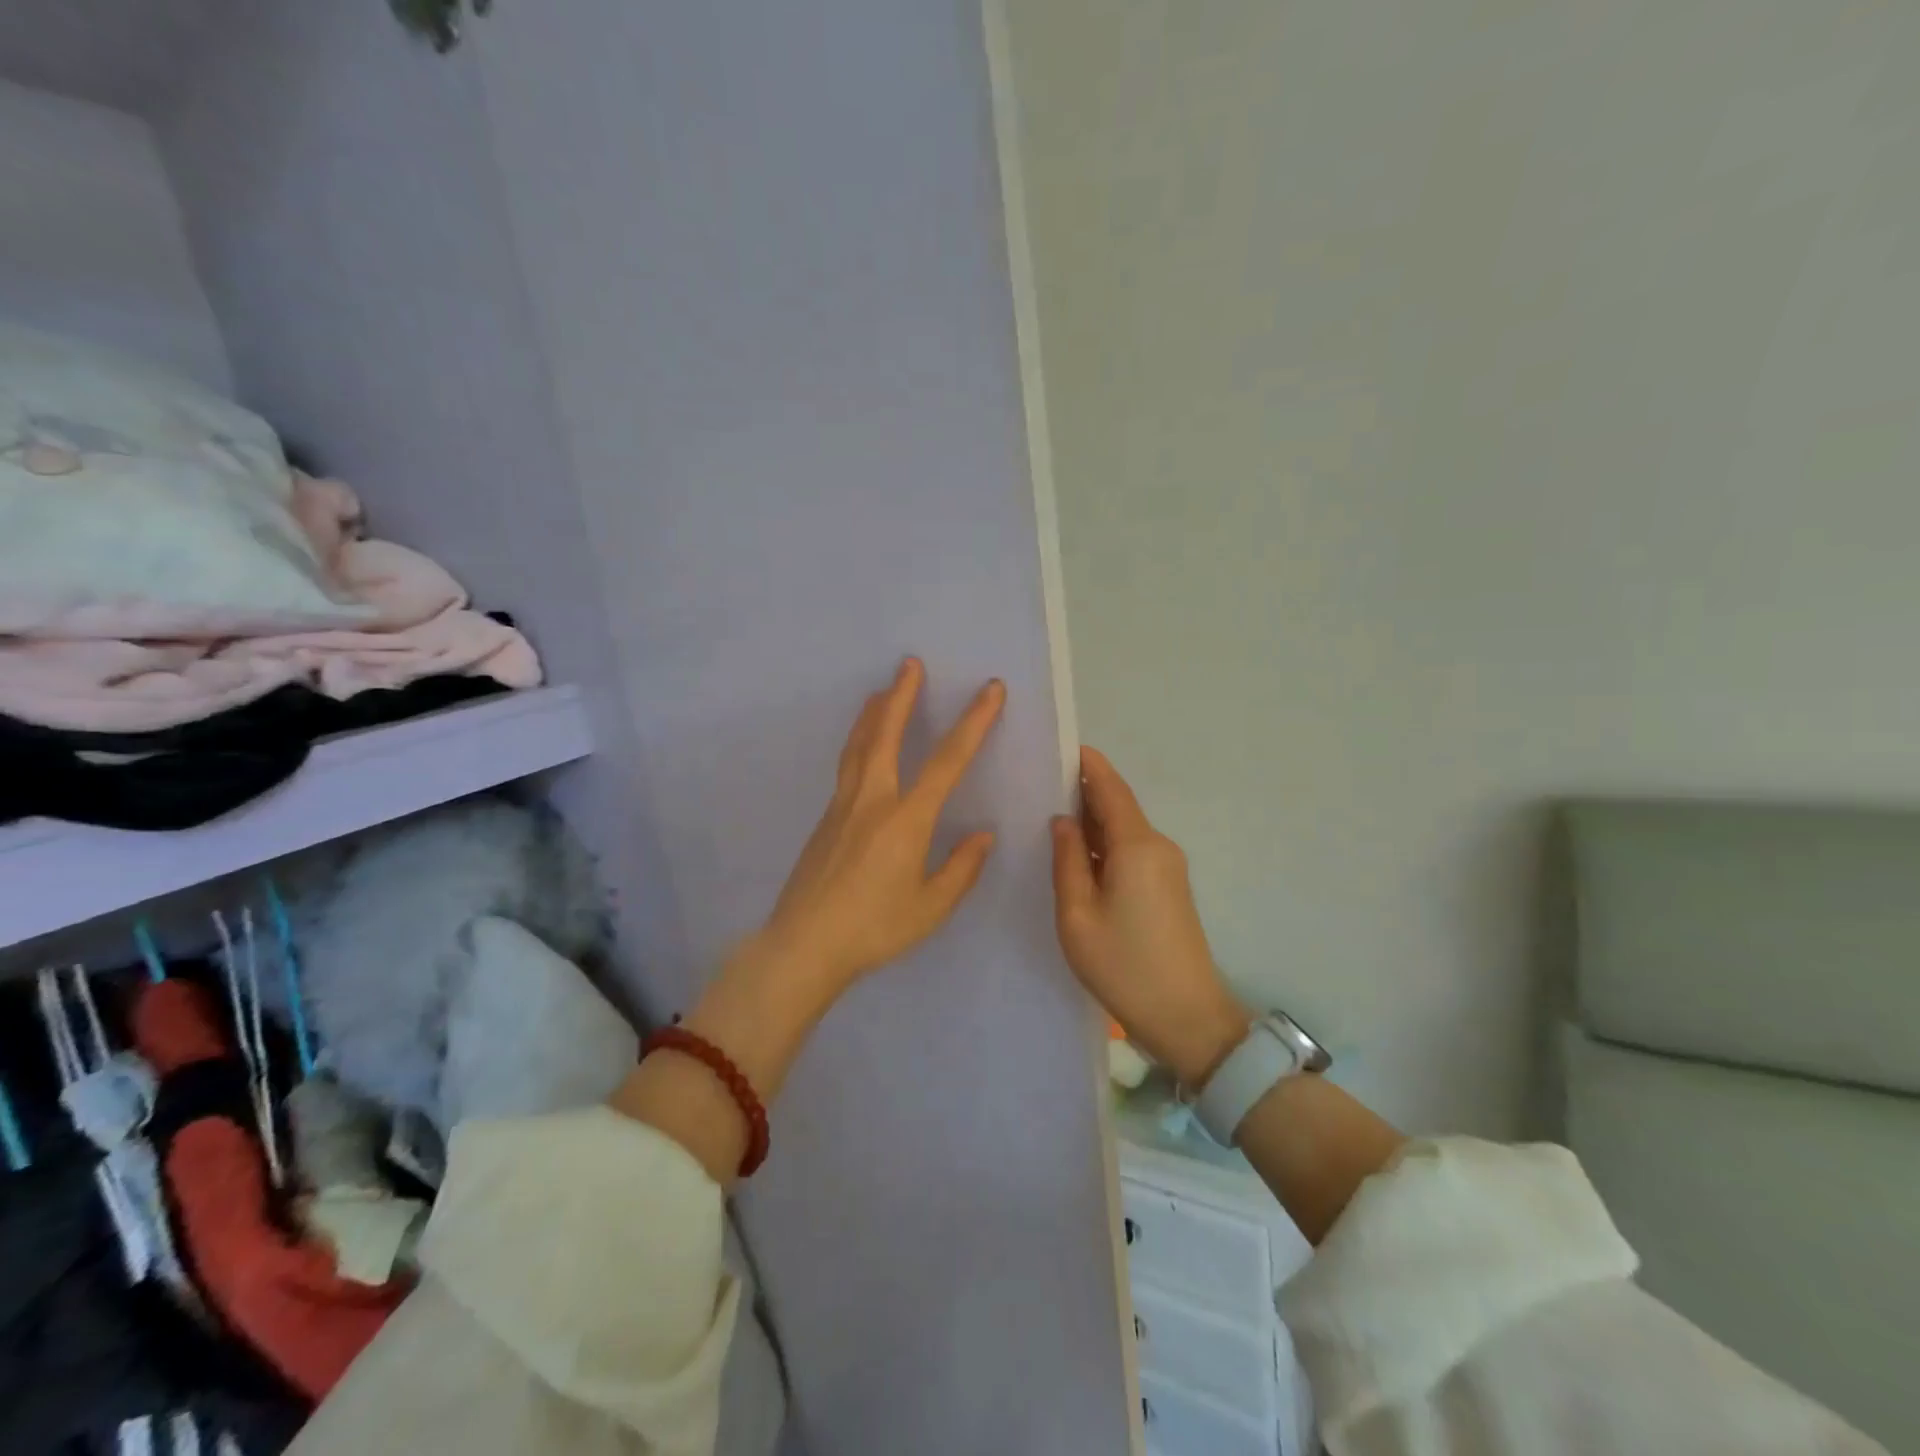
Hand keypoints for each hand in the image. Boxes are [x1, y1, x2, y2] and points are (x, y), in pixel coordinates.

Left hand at [761, 657, 1004, 992]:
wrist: (804, 944)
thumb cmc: (874, 928)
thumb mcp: (930, 907)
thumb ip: (961, 868)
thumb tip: (983, 834)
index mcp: (906, 819)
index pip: (947, 761)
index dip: (973, 722)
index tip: (989, 690)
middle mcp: (872, 800)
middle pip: (885, 735)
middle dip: (901, 696)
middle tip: (909, 663)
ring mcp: (842, 806)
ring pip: (858, 746)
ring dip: (872, 713)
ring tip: (881, 690)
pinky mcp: (825, 819)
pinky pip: (846, 766)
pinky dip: (858, 742)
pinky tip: (862, 747)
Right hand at [1052, 747, 1250, 1085]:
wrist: (1187, 1017)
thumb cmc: (1124, 966)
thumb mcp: (1078, 915)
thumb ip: (1068, 860)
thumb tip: (1063, 820)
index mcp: (1136, 846)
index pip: (1111, 788)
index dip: (1087, 764)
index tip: (1059, 746)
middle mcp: (1158, 846)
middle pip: (1118, 805)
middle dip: (1083, 791)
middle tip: (1039, 783)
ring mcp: (1168, 867)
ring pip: (1124, 829)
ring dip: (1093, 820)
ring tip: (1049, 815)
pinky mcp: (1169, 886)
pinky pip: (1132, 850)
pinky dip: (1105, 844)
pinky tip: (1078, 854)